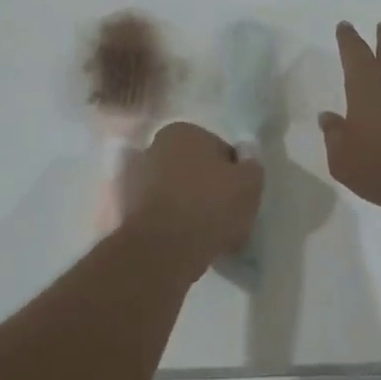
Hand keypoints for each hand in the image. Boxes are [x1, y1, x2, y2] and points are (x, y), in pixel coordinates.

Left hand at [128, 122, 264, 268]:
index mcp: (183, 131)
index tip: (240, 196)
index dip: (234, 174)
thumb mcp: (250, 182)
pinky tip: (189, 241)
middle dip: (209, 187)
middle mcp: (154, 147)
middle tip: (226, 215)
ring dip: (192, 205)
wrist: (165, 248)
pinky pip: (163, 213)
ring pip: (178, 192)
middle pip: (195, 169)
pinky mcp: (128, 209)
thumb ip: (252, 165)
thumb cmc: (211, 205)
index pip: (219, 150)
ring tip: (209, 233)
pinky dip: (175, 222)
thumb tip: (245, 159)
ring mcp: (137, 179)